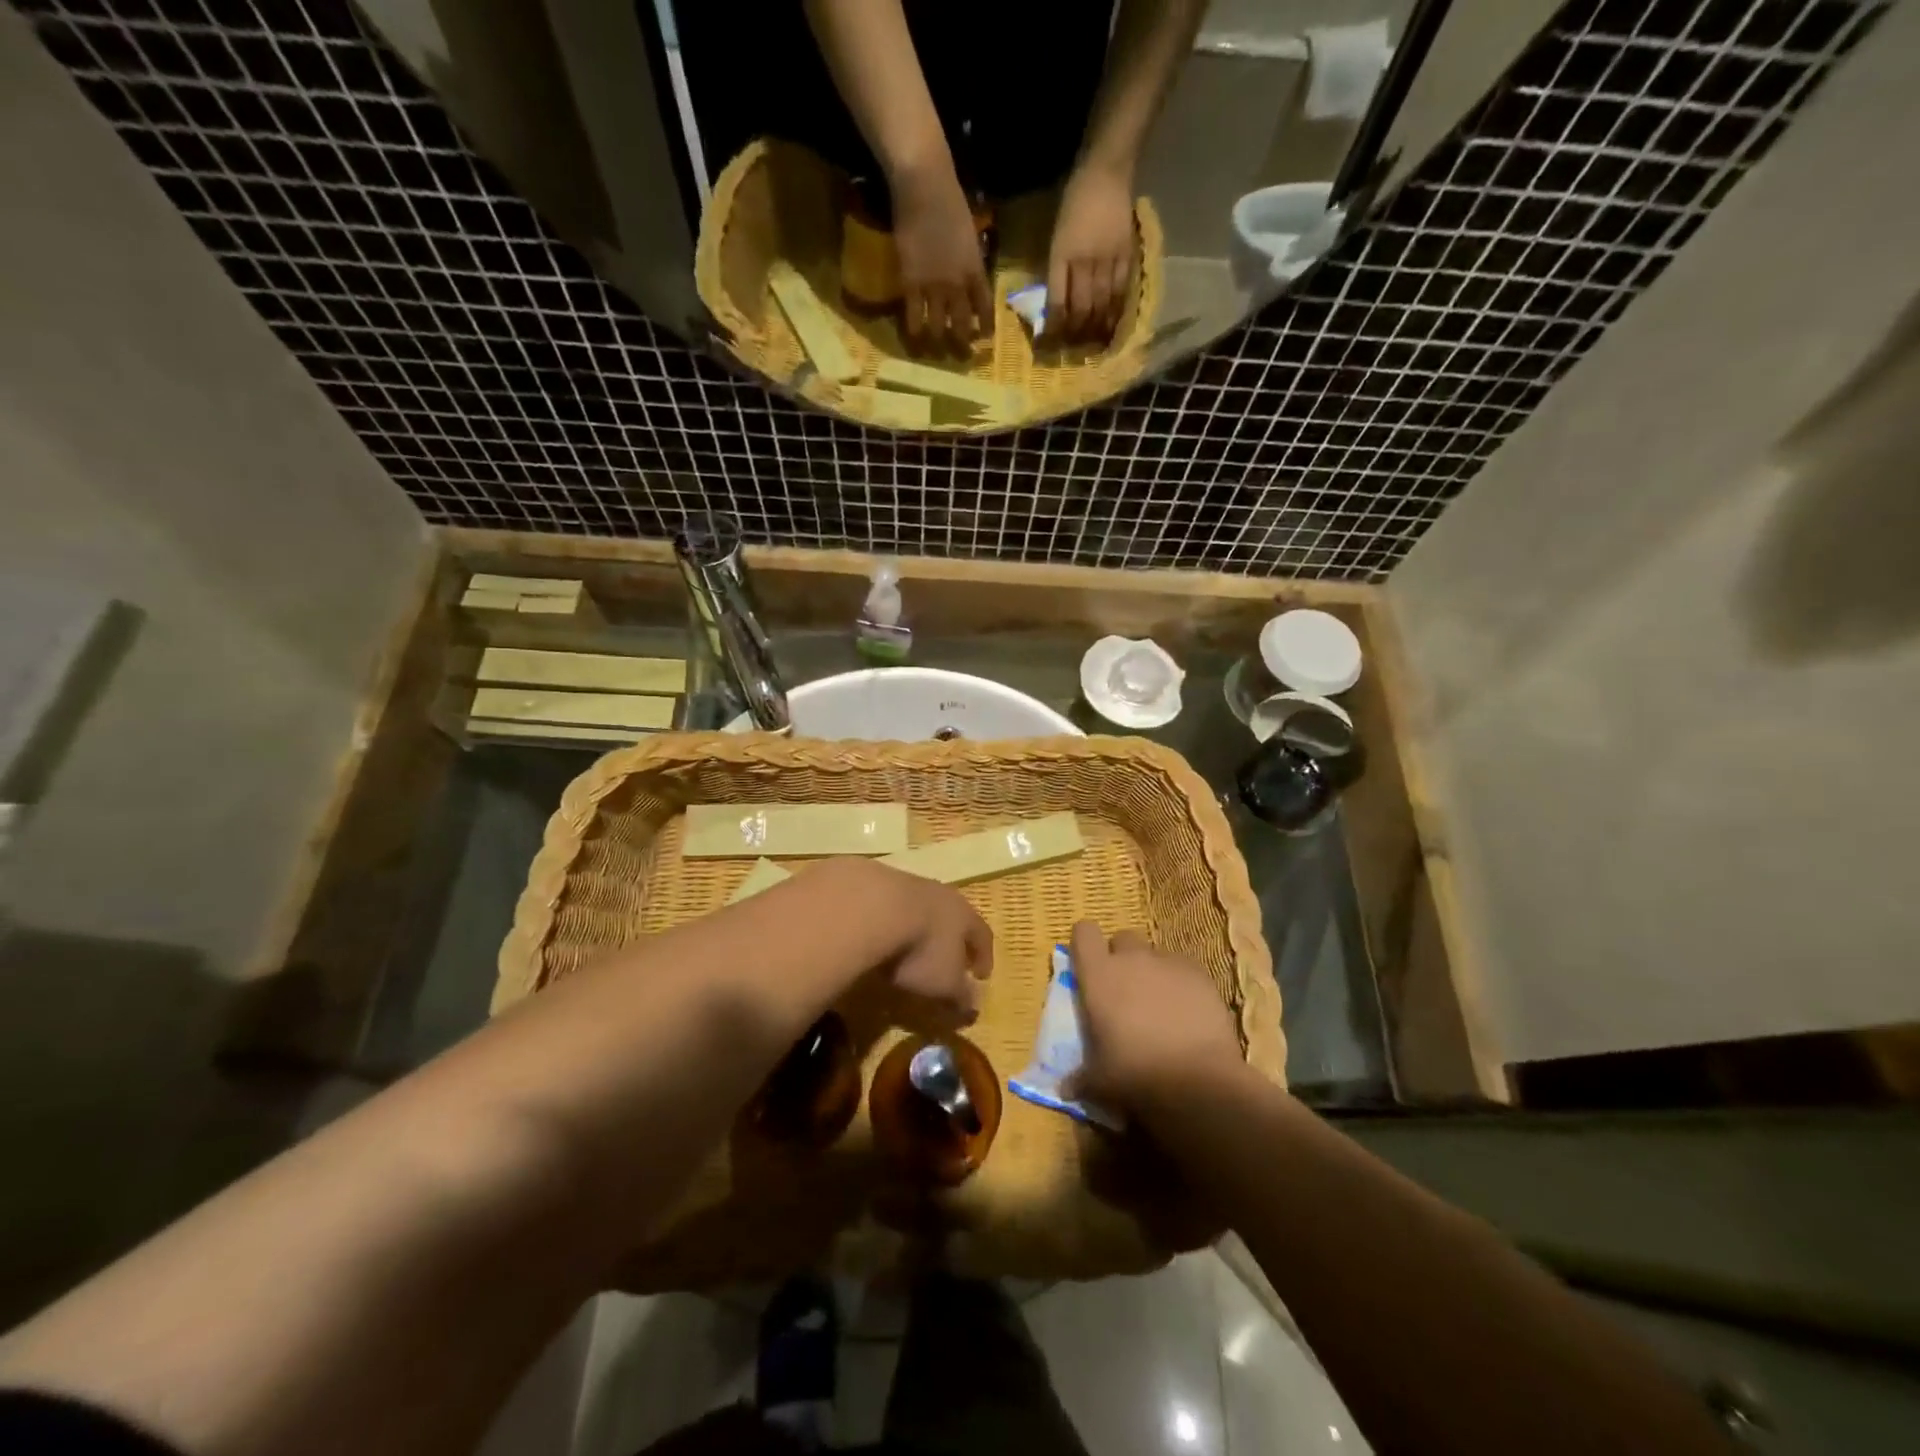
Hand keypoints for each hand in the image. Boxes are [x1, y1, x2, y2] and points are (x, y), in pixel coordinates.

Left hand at [813, 858, 992, 1023]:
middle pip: (952, 916)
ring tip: (908, 949)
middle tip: (948, 960)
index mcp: (964, 915)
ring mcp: (906, 884)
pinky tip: (878, 937)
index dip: (984, 956)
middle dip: (951, 939)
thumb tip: (972, 1008)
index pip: (982, 935)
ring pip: (920, 907)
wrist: (870, 908)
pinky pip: (888, 905)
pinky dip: (889, 922)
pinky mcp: (874, 882)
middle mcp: (940, 894)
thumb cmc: (920, 949)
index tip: (981, 976)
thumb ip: (960, 995)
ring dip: (918, 928)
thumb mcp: (944, 983)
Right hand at [889, 160, 992, 355]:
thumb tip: (969, 278)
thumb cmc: (949, 201)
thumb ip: (970, 260)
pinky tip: (915, 340)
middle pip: (962, 324)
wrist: (924, 187)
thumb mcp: (969, 235)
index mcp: (975, 270)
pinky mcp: (911, 284)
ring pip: (938, 326)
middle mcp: (957, 284)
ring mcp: (933, 286)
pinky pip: (914, 317)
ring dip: (938, 343)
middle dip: (963, 343)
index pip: (985, 307)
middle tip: (962, 357)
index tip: (985, 339)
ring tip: (936, 353)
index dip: (986, 326)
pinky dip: (915, 331)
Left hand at [1046, 163, 1135, 343]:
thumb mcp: (1055, 237)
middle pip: (1081, 308)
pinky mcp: (1127, 255)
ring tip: (1092, 348)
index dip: (1053, 328)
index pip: (1056, 302)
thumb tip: (1055, 307)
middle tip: (1072, 352)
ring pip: (1102, 304)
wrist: (1105, 171)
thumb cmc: (1073, 203)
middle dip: (1075, 334)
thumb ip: (1056, 271)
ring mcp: (1108, 259)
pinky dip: (1117, 312)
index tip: (1048, 346)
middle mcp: (1084, 260)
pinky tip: (1113, 327)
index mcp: (1061, 255)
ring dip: (1096, 329)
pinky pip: (1122, 291)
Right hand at [1069, 921, 1243, 1118]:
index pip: (1084, 932)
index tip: (1088, 963)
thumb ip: (1080, 1077)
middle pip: (1122, 938)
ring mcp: (1169, 963)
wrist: (1199, 1083)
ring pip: (1156, 953)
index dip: (1085, 943)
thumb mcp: (1099, 1081)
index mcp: (1099, 975)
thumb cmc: (1135, 1076)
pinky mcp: (1201, 975)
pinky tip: (1188, 1012)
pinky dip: (1182, 983)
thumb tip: (1064, 1089)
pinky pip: (1185, 968)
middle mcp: (1132, 959)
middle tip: (1125, 990)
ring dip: (1153, 971)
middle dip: (1122, 957)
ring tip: (1160, 1005)